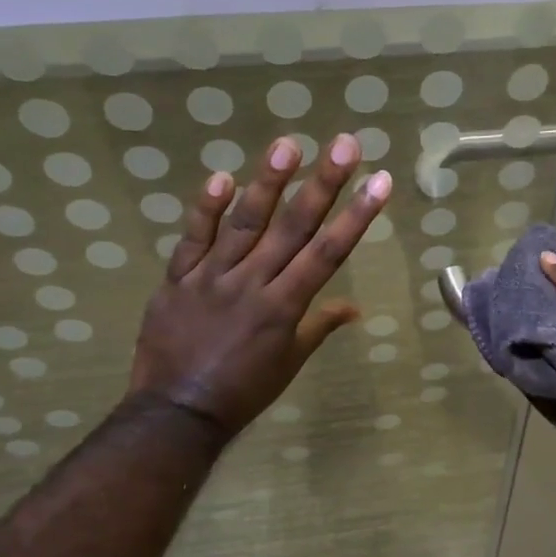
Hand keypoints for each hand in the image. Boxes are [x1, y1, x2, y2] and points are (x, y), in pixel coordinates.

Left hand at [130, 133, 390, 435]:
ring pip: (243, 223)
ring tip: (288, 145)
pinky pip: (192, 239)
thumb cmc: (243, 392)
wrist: (176, 412)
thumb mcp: (289, 363)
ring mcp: (211, 278)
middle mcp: (252, 283)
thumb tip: (354, 308)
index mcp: (284, 307)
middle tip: (345, 144)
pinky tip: (221, 177)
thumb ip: (319, 327)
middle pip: (293, 227)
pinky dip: (205, 209)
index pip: (327, 253)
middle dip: (323, 184)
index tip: (379, 182)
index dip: (356, 216)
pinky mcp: (177, 279)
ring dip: (267, 182)